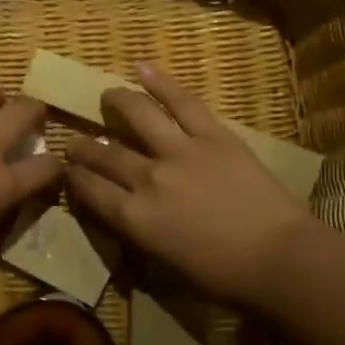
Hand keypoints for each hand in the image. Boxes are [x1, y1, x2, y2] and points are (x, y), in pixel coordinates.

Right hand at [66, 63, 312, 307]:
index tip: (67, 171)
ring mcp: (180, 151)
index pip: (90, 190)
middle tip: (77, 142)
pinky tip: (142, 68)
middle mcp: (147, 178)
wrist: (277, 258)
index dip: (74, 178)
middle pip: (105, 154)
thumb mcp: (164, 263)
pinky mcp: (213, 135)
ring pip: (138, 116)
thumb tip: (126, 212)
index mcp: (134, 218)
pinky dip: (160, 82)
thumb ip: (139, 232)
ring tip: (107, 95)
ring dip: (116, 102)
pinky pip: (182, 102)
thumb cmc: (222, 276)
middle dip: (84, 147)